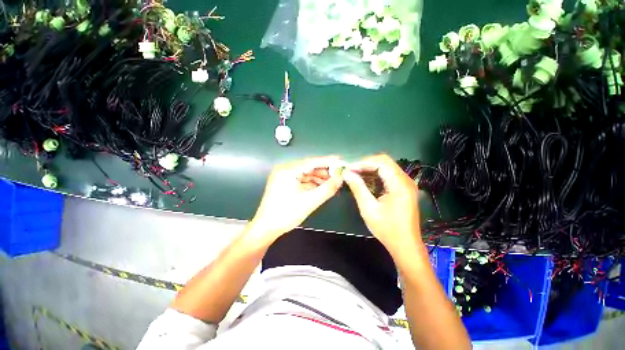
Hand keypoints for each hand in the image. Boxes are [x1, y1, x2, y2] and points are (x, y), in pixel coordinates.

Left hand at [250, 156, 343, 240]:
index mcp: (288, 170)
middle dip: (323, 171)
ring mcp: (283, 176)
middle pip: (308, 166)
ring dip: (318, 177)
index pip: (311, 162)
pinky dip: (311, 182)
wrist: (266, 228)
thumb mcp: (310, 201)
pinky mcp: (284, 182)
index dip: (327, 161)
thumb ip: (327, 189)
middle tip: (338, 174)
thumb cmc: (286, 214)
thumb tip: (340, 178)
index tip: (340, 160)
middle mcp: (284, 169)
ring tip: (332, 182)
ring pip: (305, 173)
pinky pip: (301, 179)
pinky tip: (321, 186)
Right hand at [343, 154, 421, 255]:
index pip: (381, 162)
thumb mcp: (368, 208)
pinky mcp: (404, 188)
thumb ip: (358, 188)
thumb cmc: (387, 229)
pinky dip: (376, 175)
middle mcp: (406, 180)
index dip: (363, 162)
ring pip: (387, 167)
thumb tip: (346, 173)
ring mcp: (407, 184)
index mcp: (399, 184)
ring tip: (355, 174)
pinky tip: (366, 180)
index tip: (349, 168)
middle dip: (366, 164)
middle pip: (385, 162)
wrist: (405, 245)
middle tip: (351, 171)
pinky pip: (389, 175)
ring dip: (370, 168)